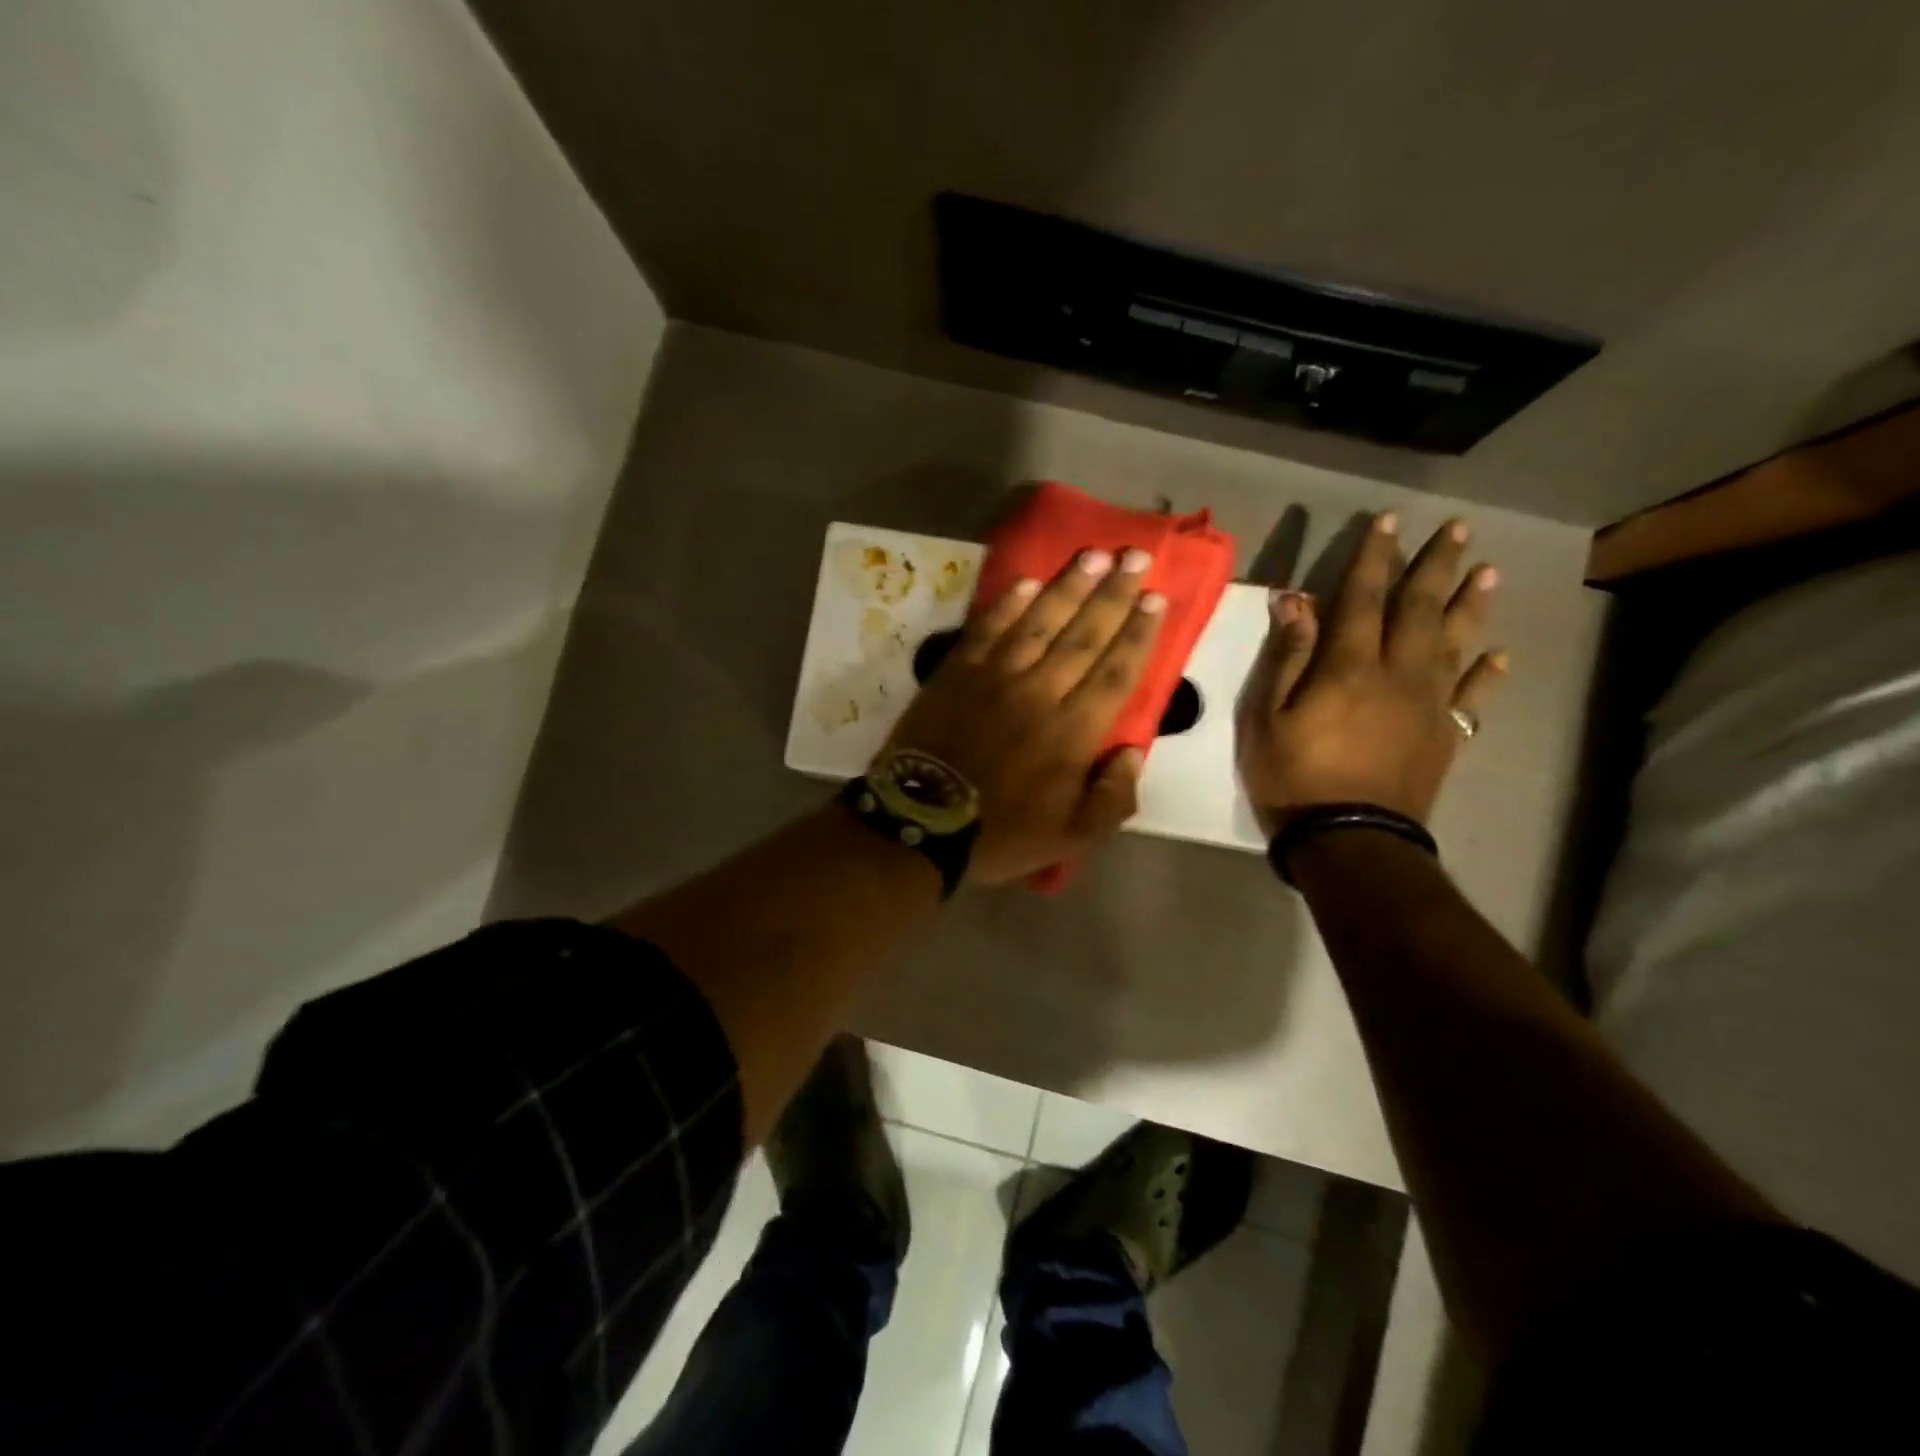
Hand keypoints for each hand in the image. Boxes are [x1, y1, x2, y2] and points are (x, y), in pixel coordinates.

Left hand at [883, 547, 1166, 884]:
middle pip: (1084, 635)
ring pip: (1040, 622)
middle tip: (1137, 556)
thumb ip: (1112, 799)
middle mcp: (1040, 693)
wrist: (920, 823)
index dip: (1138, 633)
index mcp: (1072, 733)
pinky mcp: (957, 672)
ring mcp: (995, 677)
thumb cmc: (999, 834)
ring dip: (1070, 586)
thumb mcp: (1070, 838)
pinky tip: (1028, 581)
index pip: (1115, 672)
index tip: (1157, 597)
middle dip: (1115, 594)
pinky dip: (1009, 604)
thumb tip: (1133, 753)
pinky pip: (988, 629)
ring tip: (1095, 555)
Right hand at [1236, 512, 1506, 834]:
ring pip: (1455, 644)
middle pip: (1420, 610)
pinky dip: (1486, 675)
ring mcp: (1429, 706)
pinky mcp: (1444, 737)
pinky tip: (1499, 656)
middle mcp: (1398, 675)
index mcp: (1350, 667)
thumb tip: (1296, 600)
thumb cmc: (1294, 778)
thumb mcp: (1268, 717)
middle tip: (1459, 528)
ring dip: (1471, 605)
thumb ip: (1287, 657)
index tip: (1388, 520)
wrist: (1349, 840)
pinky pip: (1472, 699)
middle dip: (1435, 566)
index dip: (1374, 557)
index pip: (1364, 598)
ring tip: (1488, 571)